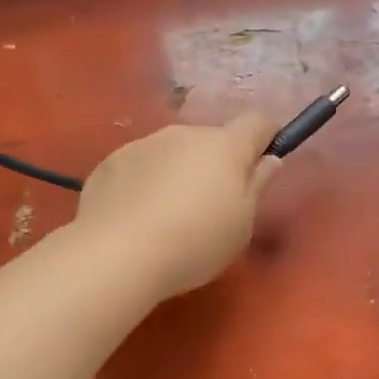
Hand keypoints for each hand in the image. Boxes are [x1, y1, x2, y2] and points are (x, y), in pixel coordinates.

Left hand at [74, 115, 280, 299]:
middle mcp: (183, 134)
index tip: (263, 163)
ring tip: (167, 218)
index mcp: (224, 146)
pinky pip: (139, 168)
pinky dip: (144, 185)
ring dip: (177, 173)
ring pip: (172, 153)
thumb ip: (257, 187)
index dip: (265, 138)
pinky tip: (136, 220)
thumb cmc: (194, 244)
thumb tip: (268, 160)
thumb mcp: (241, 226)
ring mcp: (142, 144)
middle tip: (210, 208)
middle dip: (215, 165)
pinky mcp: (110, 163)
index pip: (257, 123)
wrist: (117, 254)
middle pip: (210, 141)